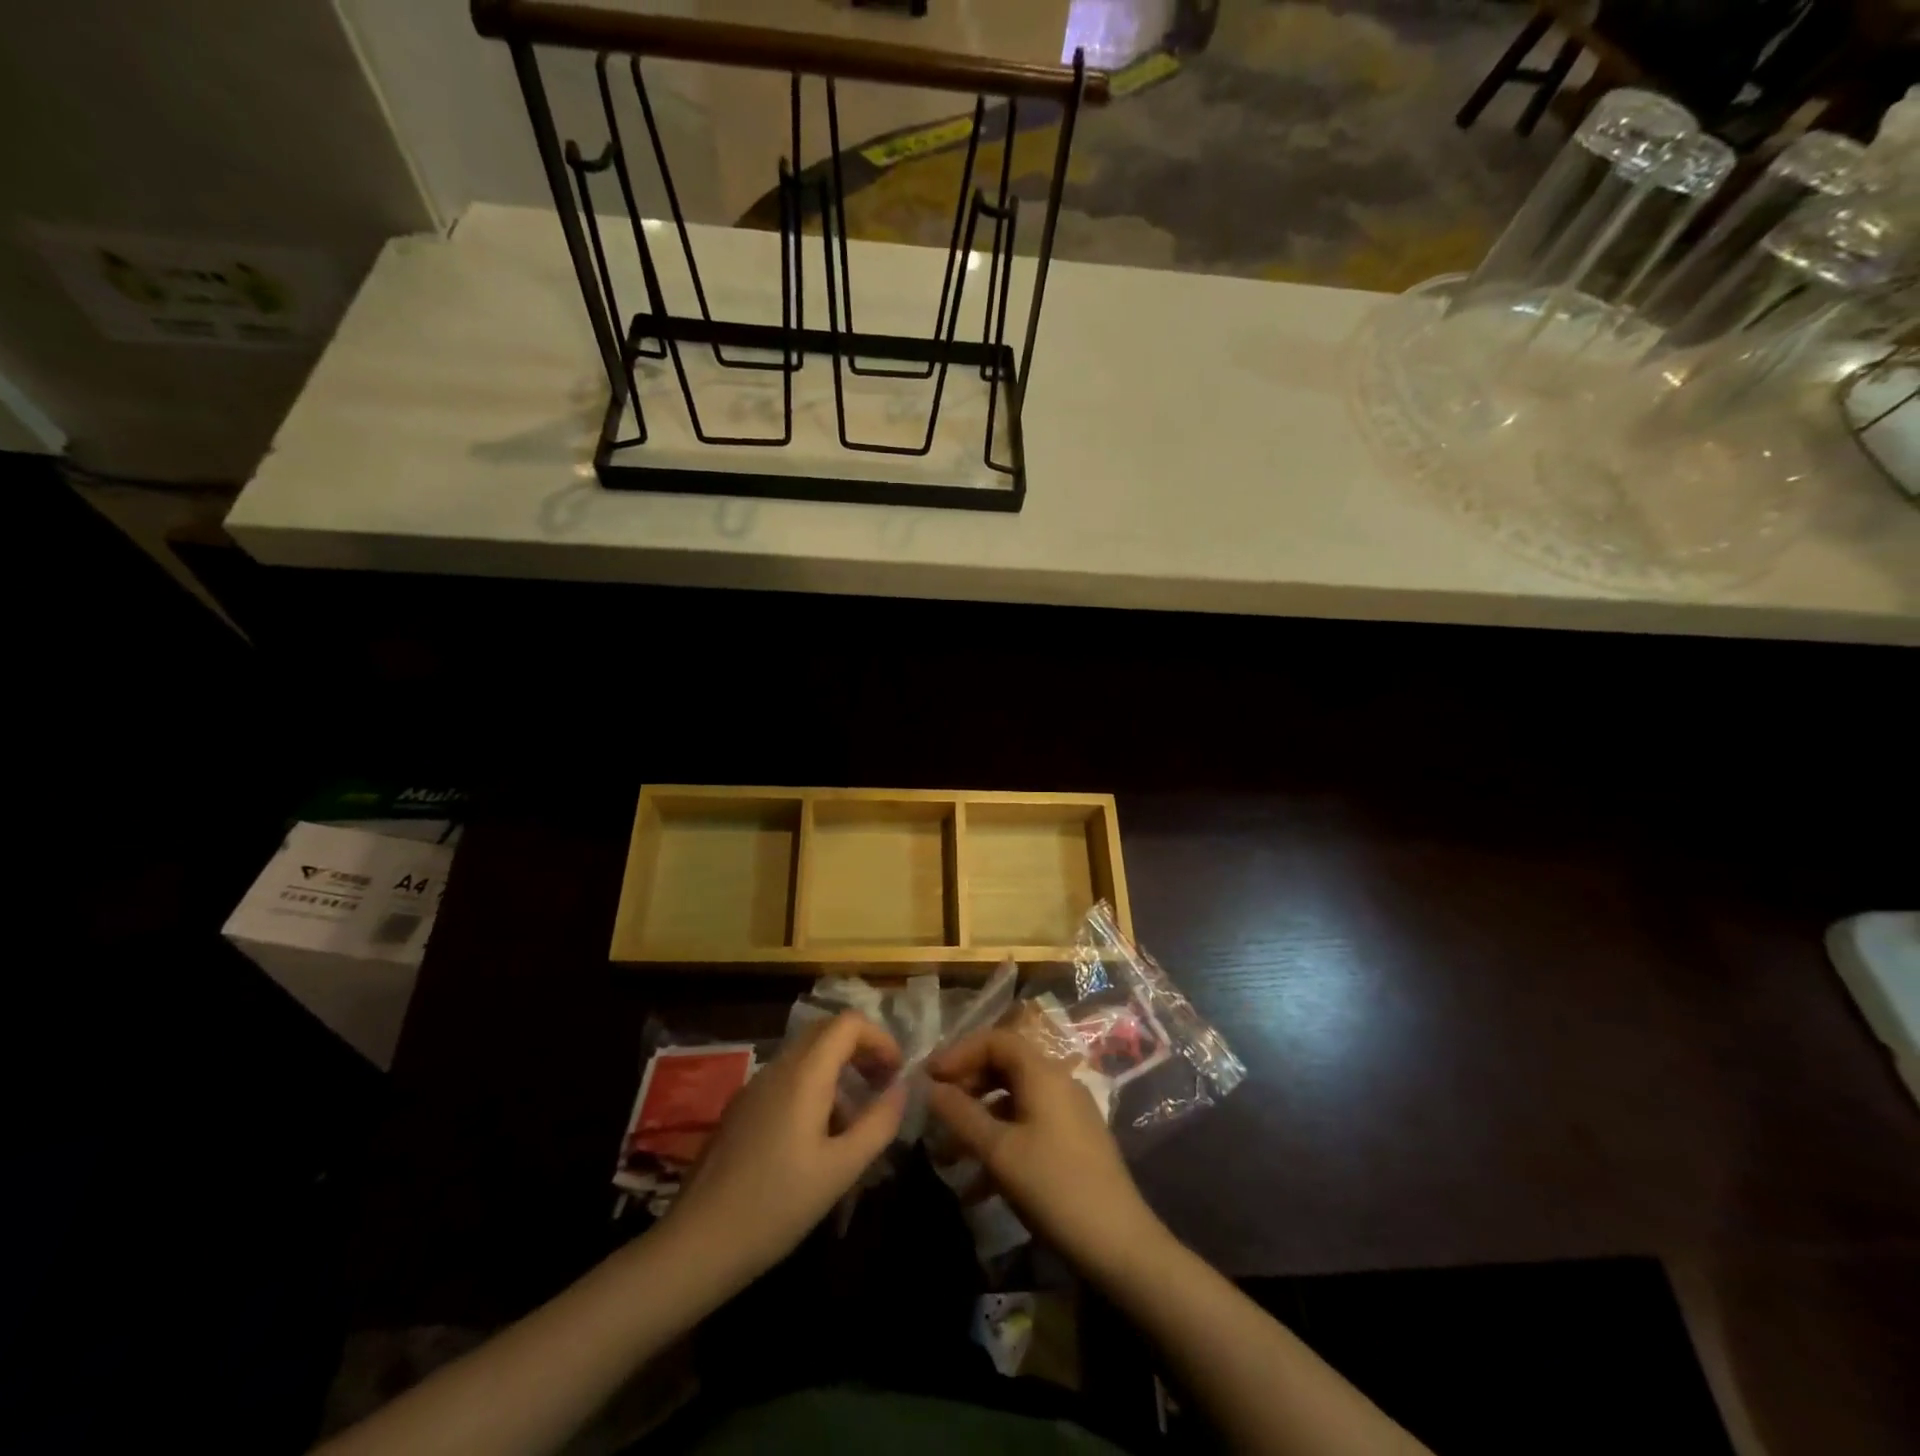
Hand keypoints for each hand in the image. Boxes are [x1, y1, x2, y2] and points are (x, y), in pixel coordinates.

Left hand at [662, 1012, 905, 1287]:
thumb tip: (902, 1088)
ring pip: (806, 1055)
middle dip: (860, 1049)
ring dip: (838, 1071)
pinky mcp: (741, 1109)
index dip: (879, 1038)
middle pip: (826, 1031)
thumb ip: (878, 1123)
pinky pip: (786, 1078)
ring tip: (855, 1121)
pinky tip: (817, 1139)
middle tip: (881, 1085)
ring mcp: (754, 1087)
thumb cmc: (776, 1206)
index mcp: (804, 1074)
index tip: (896, 1073)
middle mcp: (778, 1068)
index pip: (848, 1022)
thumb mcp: (840, 1170)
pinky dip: (814, 1088)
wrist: (697, 1244)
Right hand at [927, 1029, 1166, 1278]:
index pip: (996, 1039)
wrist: (1119, 1245)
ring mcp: (1069, 1113)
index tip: (929, 1078)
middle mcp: (1058, 1082)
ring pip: (1014, 1100)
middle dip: (967, 1085)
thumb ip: (961, 1115)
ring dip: (980, 1119)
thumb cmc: (1054, 1187)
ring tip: (949, 1153)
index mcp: (1043, 1073)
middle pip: (1005, 1066)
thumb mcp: (999, 1151)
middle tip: (937, 1111)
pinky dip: (1000, 1141)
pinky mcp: (1073, 1142)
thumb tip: (930, 1088)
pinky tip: (977, 1185)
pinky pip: (1028, 1126)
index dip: (959, 1052)